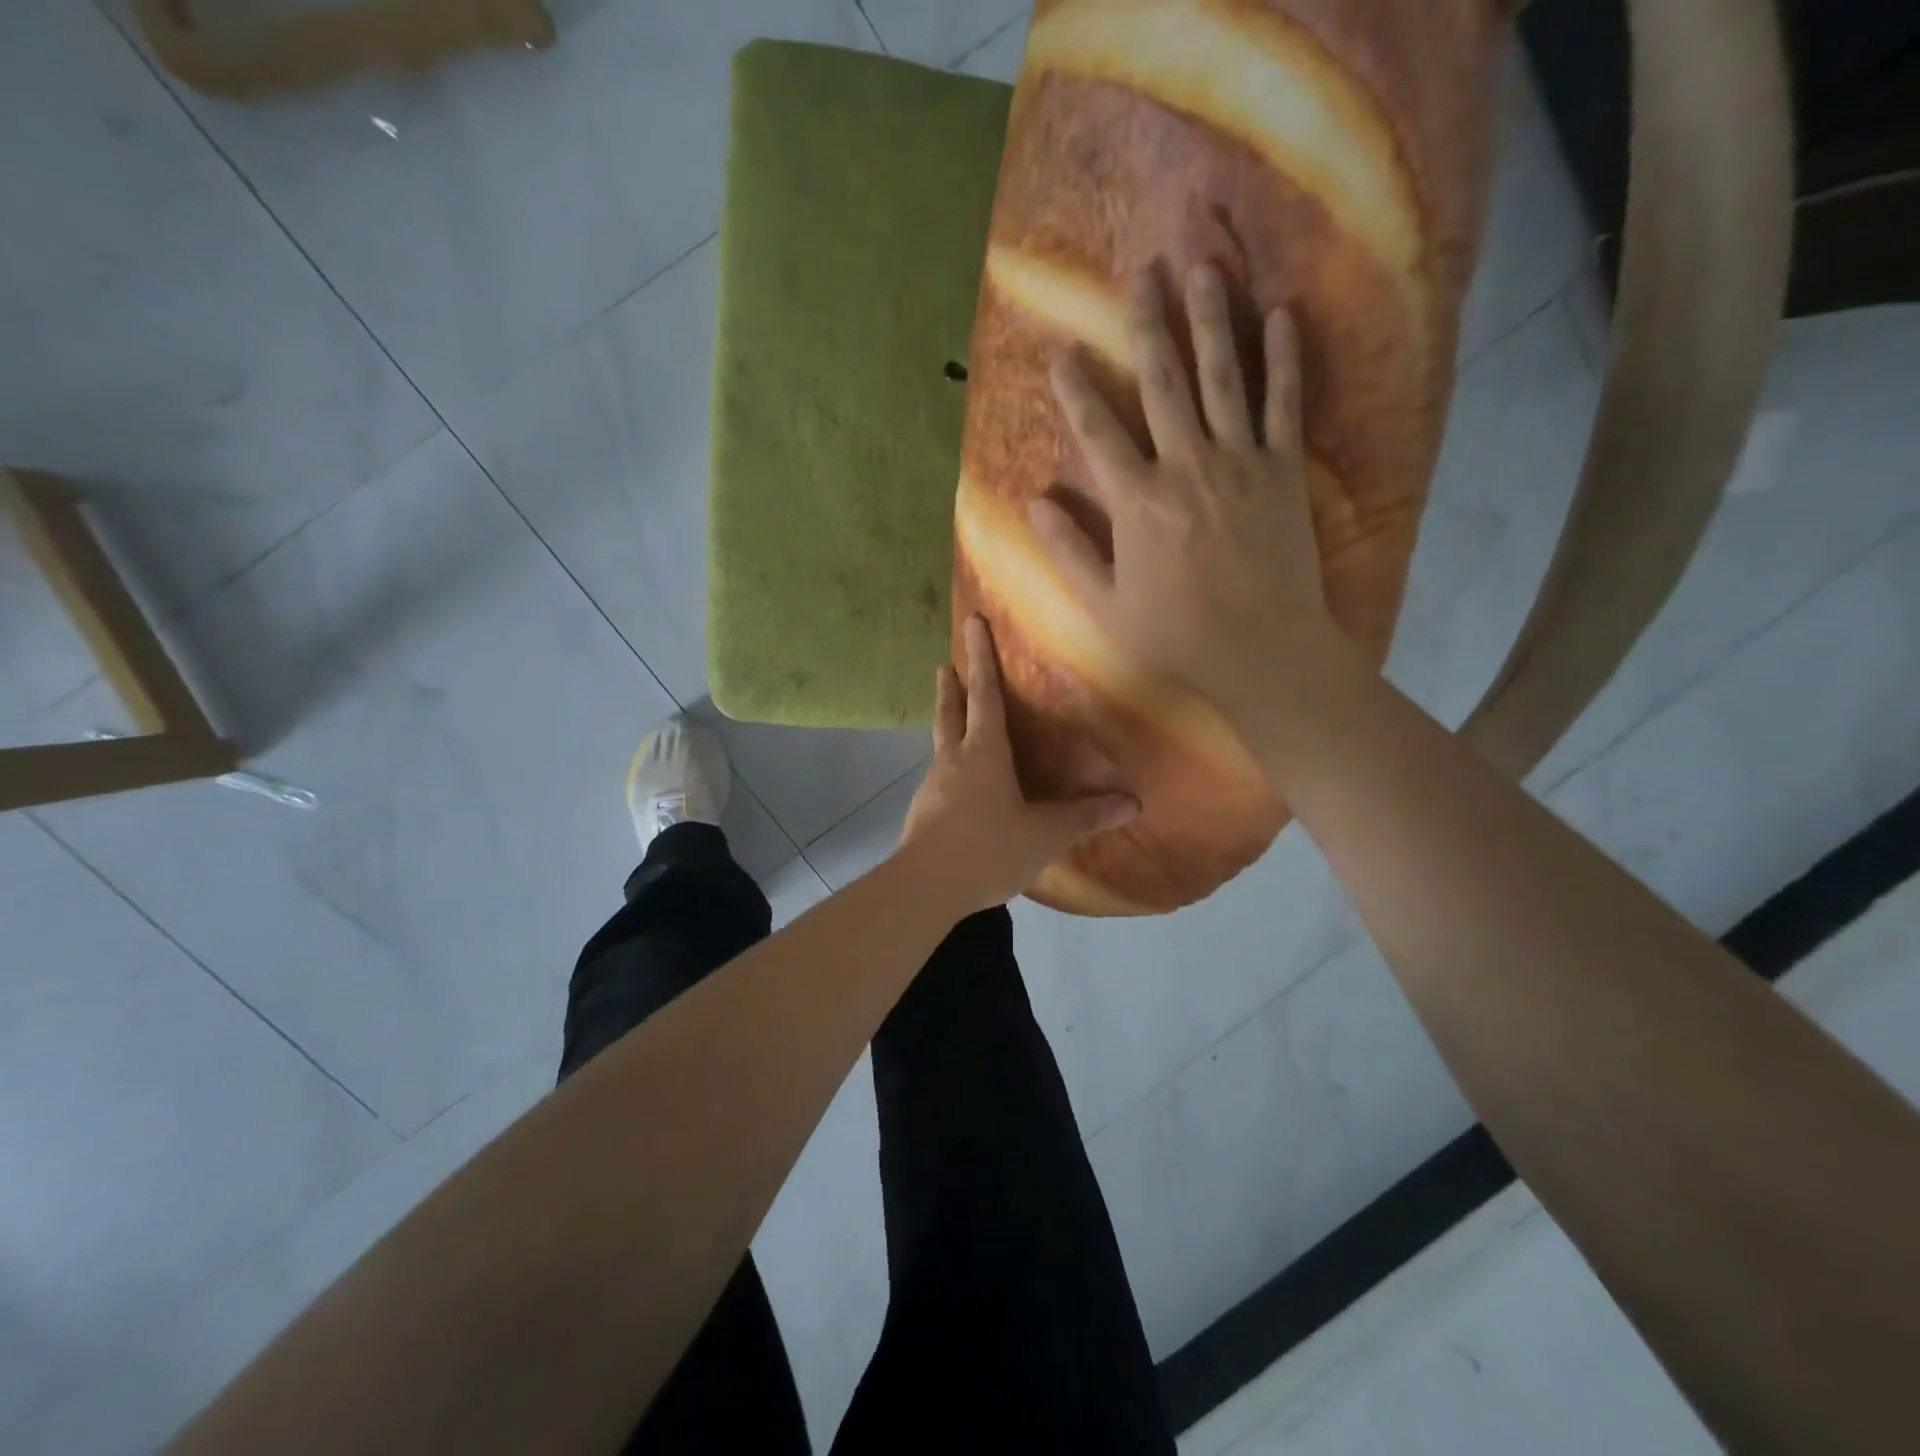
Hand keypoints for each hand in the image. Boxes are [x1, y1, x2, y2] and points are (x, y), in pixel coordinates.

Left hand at [899, 615, 1138, 913]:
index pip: (984, 694)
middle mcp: (953, 760)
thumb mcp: (1045, 835)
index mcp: (983, 753)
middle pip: (950, 713)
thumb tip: (1133, 804)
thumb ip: (1086, 818)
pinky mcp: (922, 812)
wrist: (925, 888)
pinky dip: (948, 768)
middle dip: (951, 686)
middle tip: (945, 665)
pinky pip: (940, 779)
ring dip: (946, 726)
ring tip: (954, 723)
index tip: (971, 622)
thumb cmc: (988, 849)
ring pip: (940, 745)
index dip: (981, 657)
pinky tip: (957, 787)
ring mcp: (933, 786)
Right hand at [1032, 262, 1335, 739]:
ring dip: (1211, 320)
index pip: (1098, 431)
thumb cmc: (1176, 634)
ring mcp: (1240, 463)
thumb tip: (1035, 503)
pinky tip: (1282, 314)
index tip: (1063, 350)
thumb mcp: (1106, 604)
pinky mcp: (1284, 471)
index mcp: (1138, 501)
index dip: (1077, 388)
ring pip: (1222, 378)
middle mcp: (1186, 466)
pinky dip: (1284, 359)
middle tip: (1144, 273)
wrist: (1260, 649)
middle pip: (1163, 383)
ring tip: (1204, 268)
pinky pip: (1284, 404)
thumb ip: (1071, 551)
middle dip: (1148, 326)